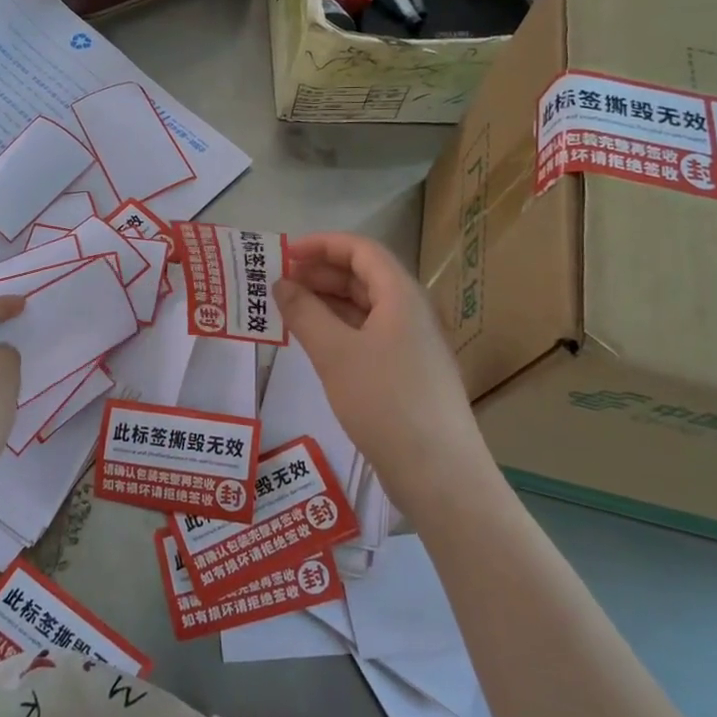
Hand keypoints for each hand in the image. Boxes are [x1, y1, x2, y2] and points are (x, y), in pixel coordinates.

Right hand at [273, 233, 497, 523]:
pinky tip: (314, 341)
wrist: (437, 472)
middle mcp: (410, 311)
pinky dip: (339, 328)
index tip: (284, 253)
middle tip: (278, 282)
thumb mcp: (335, 352)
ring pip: (365, 306)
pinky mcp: (407, 372)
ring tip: (288, 309)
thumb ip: (304, 312)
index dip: (322, 244)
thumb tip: (281, 283)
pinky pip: (369, 333)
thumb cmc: (384, 401)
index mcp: (401, 295)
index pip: (361, 250)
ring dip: (327, 301)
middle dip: (320, 272)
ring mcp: (411, 343)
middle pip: (364, 275)